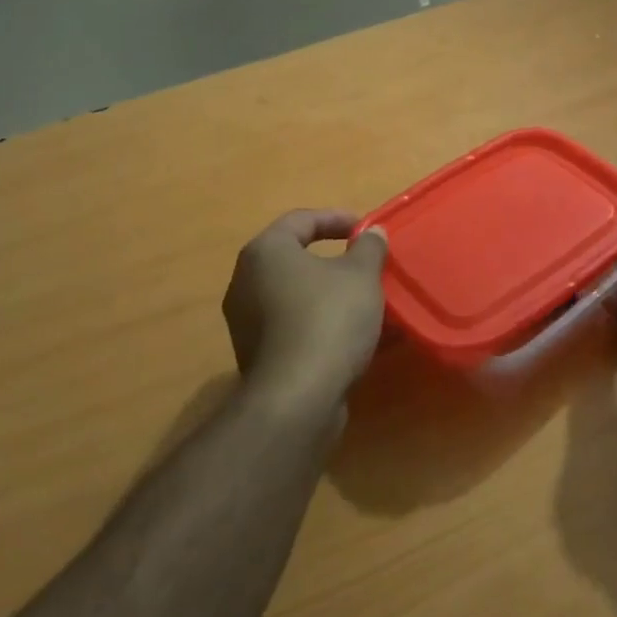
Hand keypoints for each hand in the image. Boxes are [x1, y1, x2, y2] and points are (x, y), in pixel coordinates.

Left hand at [222, 209, 389, 409]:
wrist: (297, 397)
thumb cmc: (329, 319)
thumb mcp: (361, 275)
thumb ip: (368, 248)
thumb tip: (371, 233)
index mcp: (265, 252)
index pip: (301, 220)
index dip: (336, 219)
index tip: (365, 229)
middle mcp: (245, 281)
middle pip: (294, 259)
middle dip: (333, 260)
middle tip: (364, 264)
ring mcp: (246, 321)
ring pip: (294, 295)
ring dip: (328, 294)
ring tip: (363, 301)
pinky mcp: (255, 355)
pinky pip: (292, 325)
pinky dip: (319, 322)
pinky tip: (350, 334)